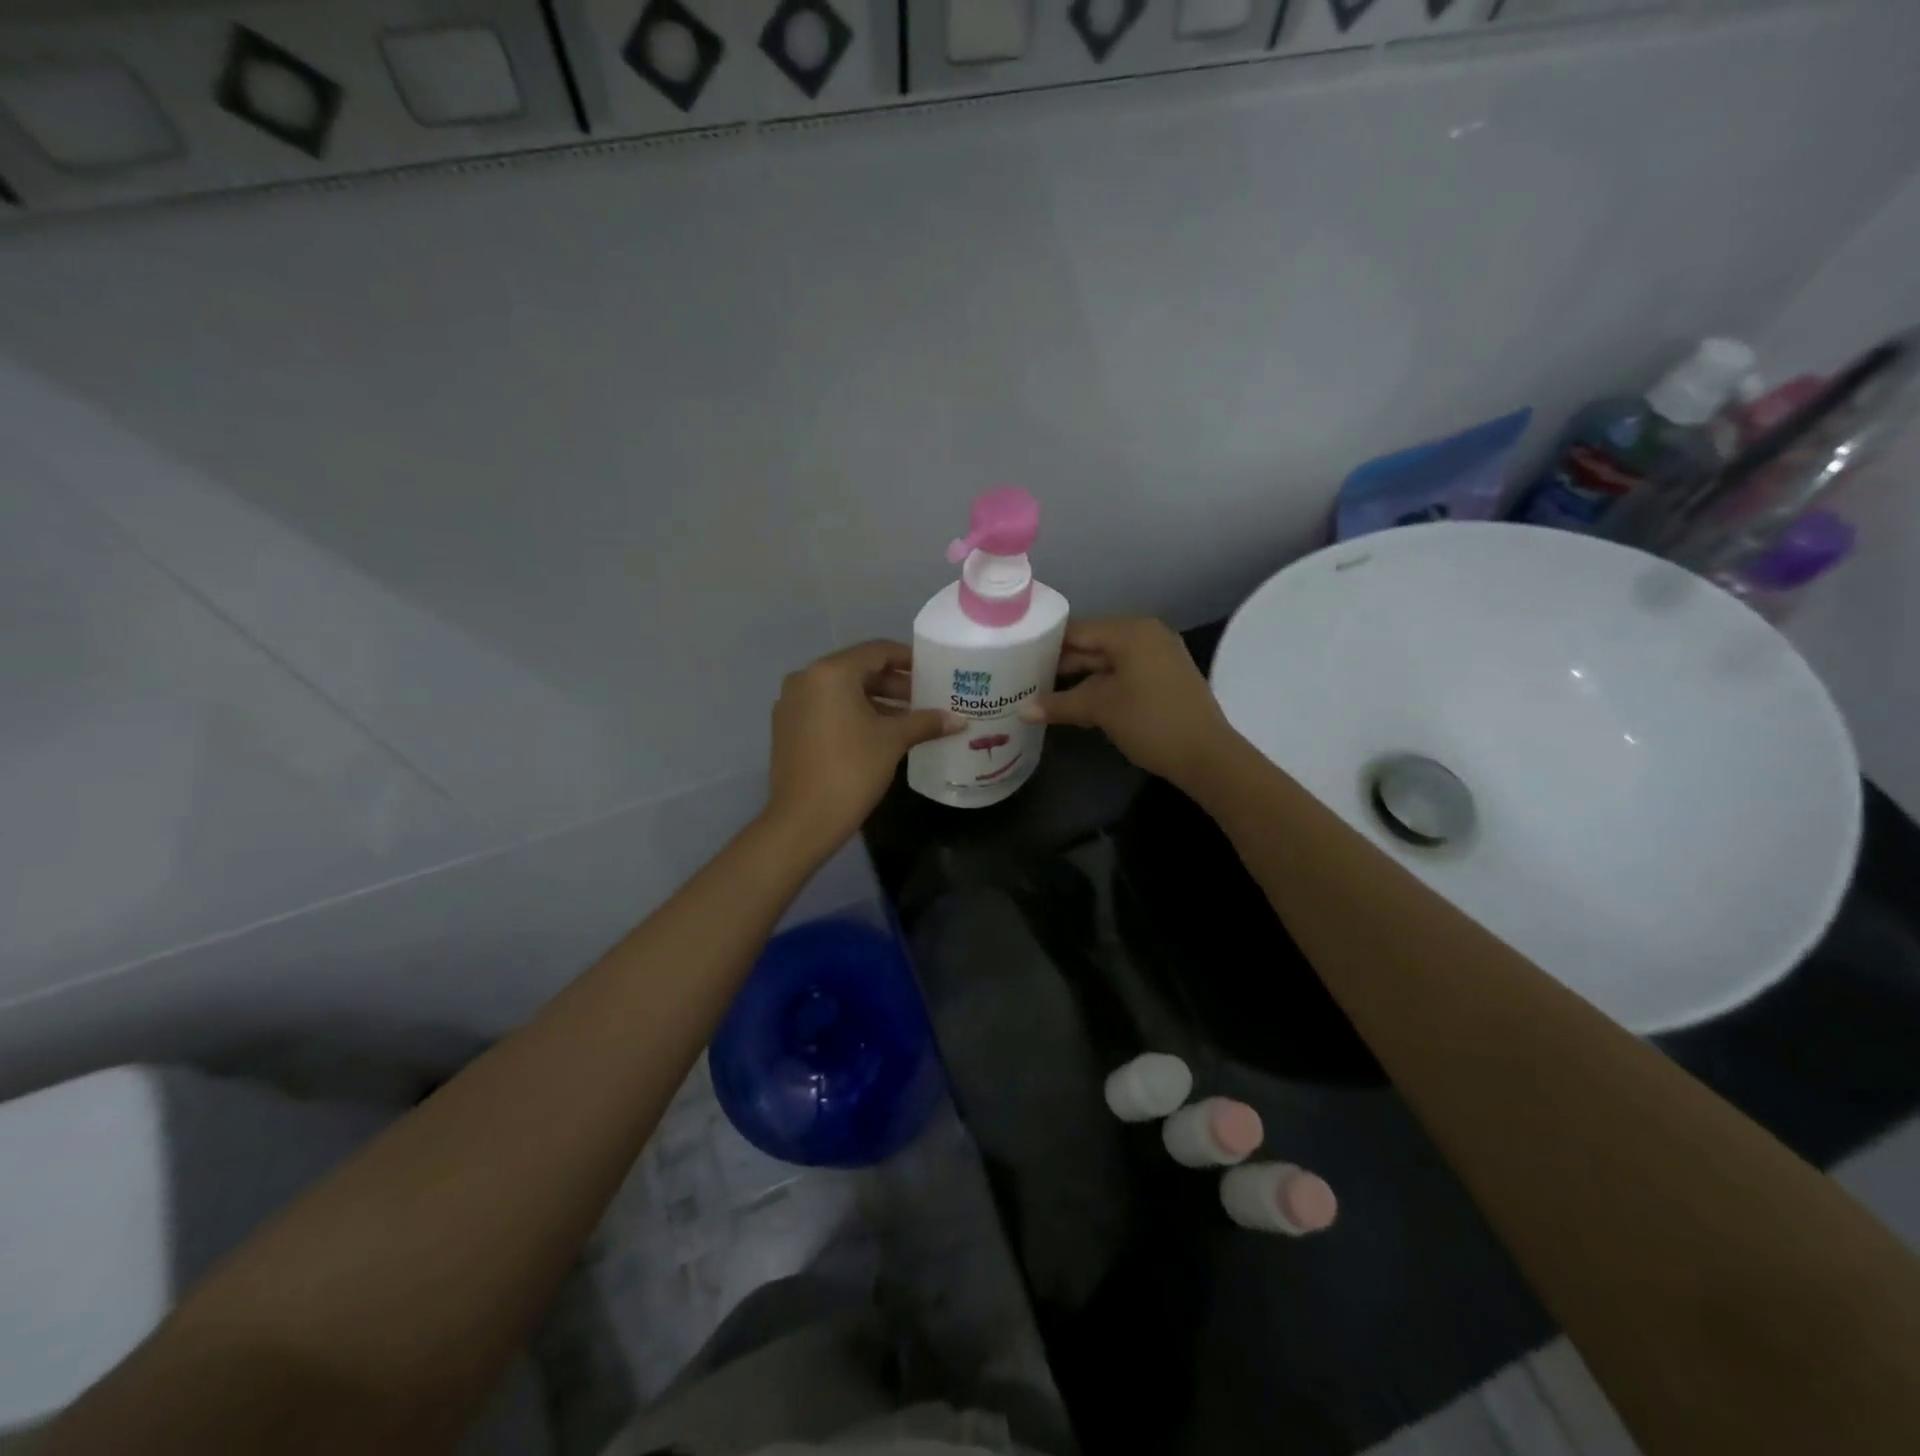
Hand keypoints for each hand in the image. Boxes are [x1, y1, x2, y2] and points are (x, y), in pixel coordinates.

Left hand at [764, 641, 959, 856]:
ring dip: (876, 701)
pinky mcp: (787, 727)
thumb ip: (925, 722)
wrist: (803, 821)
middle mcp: (806, 679)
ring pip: (842, 691)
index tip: (934, 671)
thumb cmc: (851, 771)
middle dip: (894, 684)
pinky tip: (879, 733)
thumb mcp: (893, 741)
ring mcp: (792, 704)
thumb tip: (959, 720)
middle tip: (926, 698)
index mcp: (831, 672)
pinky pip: (827, 709)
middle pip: (859, 670)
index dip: (908, 659)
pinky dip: (853, 714)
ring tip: (910, 718)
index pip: (877, 651)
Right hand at [1021, 617, 1239, 789]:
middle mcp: (1146, 635)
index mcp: (1131, 631)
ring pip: (1106, 662)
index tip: (1018, 658)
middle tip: (1024, 679)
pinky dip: (1099, 686)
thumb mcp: (1101, 709)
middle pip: (1092, 644)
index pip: (1078, 630)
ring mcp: (1158, 657)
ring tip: (1042, 693)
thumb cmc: (1151, 722)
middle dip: (1061, 664)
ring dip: (1078, 679)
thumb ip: (1060, 704)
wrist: (1206, 756)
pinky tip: (1075, 702)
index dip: (1046, 645)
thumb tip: (1022, 710)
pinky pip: (1122, 674)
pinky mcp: (1163, 679)